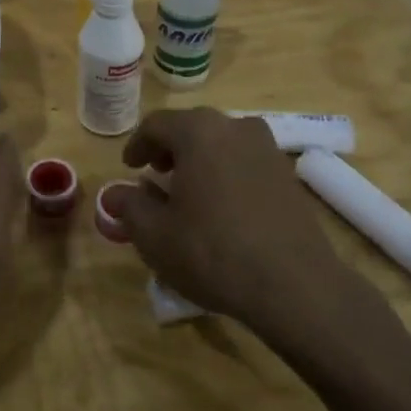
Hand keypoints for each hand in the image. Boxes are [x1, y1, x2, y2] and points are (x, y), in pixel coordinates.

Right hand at [104, 108, 354, 329]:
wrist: (295, 286)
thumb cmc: (212, 252)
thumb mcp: (155, 235)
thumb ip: (130, 207)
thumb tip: (115, 194)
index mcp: (198, 131)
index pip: (156, 125)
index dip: (137, 145)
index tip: (129, 168)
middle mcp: (234, 127)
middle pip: (192, 128)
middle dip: (169, 149)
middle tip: (156, 174)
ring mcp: (267, 148)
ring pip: (221, 143)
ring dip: (200, 160)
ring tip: (188, 191)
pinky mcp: (287, 174)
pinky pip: (244, 162)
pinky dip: (226, 173)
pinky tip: (221, 207)